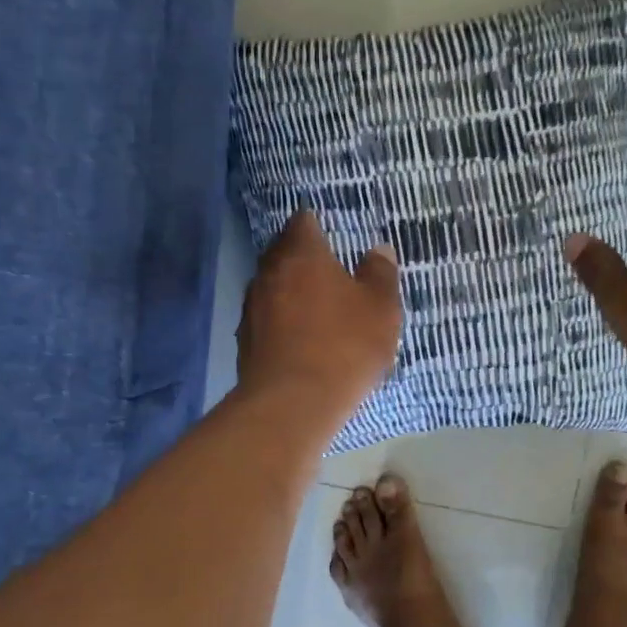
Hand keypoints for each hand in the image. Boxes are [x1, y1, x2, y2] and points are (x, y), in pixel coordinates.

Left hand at [237, 212, 401, 415]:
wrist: (292, 404)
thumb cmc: (344, 346)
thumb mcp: (381, 309)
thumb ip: (380, 274)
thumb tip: (378, 250)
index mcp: (301, 254)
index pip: (303, 222)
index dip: (318, 225)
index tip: (332, 236)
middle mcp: (269, 272)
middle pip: (283, 253)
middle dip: (303, 259)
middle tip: (329, 273)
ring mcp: (252, 308)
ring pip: (273, 287)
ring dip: (291, 292)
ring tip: (316, 309)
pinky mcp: (245, 341)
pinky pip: (267, 320)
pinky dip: (282, 322)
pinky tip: (300, 341)